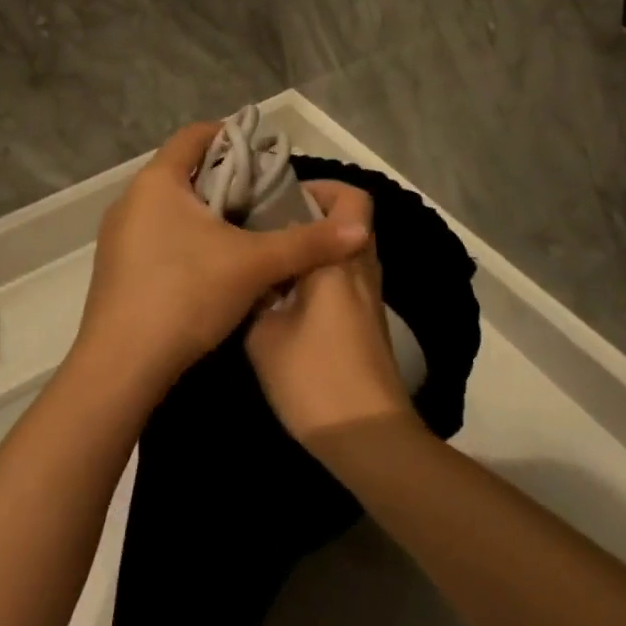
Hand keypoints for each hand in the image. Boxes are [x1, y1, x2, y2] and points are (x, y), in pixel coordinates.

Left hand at [72, 124, 370, 402]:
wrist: (120, 368)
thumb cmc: (185, 294)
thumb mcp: (254, 265)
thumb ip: (307, 243)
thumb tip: (360, 228)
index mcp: (158, 181)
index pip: (195, 136)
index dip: (232, 136)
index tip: (265, 153)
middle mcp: (132, 199)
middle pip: (185, 171)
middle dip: (227, 179)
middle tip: (266, 196)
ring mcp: (119, 236)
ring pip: (172, 207)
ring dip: (208, 212)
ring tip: (248, 230)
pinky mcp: (116, 268)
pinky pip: (158, 235)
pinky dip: (188, 238)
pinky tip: (215, 266)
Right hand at [246, 180, 414, 448]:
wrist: (366, 436)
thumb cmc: (313, 377)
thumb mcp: (263, 335)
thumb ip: (256, 295)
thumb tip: (255, 277)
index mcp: (338, 261)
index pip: (350, 201)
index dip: (320, 190)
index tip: (281, 200)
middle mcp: (361, 269)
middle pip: (351, 222)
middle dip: (313, 216)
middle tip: (271, 226)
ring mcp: (370, 297)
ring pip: (348, 250)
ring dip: (317, 247)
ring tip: (273, 260)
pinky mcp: (369, 322)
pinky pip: (348, 277)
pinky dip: (322, 274)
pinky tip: (287, 297)